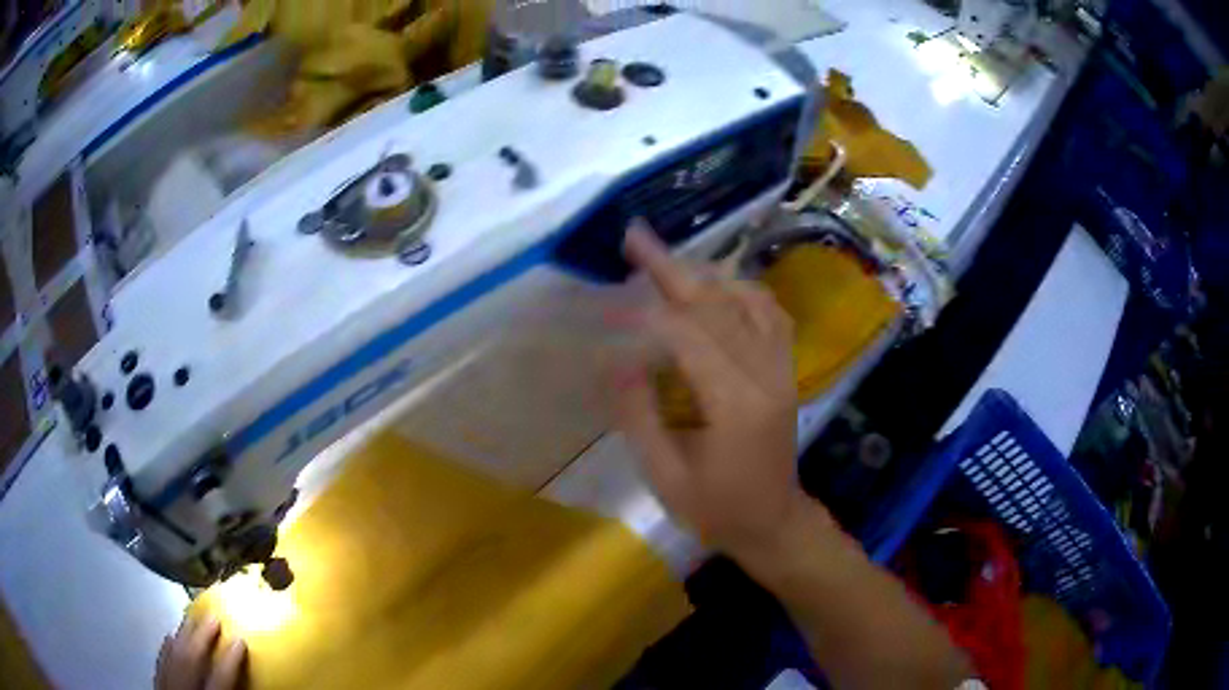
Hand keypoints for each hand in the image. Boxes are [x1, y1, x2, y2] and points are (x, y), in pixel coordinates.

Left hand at [155, 615, 246, 689]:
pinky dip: (166, 648)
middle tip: (214, 615)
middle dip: (201, 635)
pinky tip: (170, 637)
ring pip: (171, 655)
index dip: (230, 659)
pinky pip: (160, 661)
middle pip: (189, 657)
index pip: (219, 678)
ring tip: (193, 618)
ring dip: (183, 635)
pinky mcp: (156, 683)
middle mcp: (182, 687)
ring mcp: (165, 684)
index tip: (241, 639)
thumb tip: (255, 680)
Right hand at [613, 222, 810, 559]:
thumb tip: (614, 357)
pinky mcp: (786, 370)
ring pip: (747, 300)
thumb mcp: (665, 476)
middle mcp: (766, 375)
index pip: (688, 336)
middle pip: (718, 305)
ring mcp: (782, 369)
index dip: (644, 313)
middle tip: (635, 237)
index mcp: (736, 404)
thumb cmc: (716, 511)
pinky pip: (771, 314)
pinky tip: (717, 286)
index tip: (607, 301)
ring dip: (704, 274)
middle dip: (671, 268)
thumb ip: (639, 415)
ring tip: (666, 261)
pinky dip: (741, 290)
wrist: (774, 523)